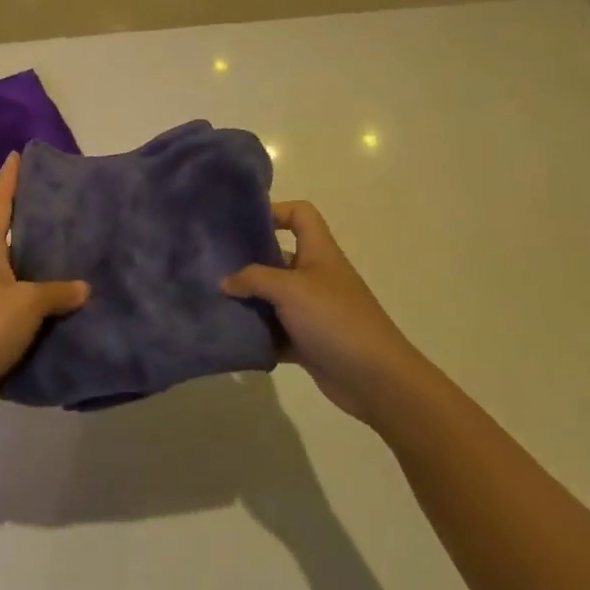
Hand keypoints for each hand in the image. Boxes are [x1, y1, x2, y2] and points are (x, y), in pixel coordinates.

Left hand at [0, 152, 88, 425]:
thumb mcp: (25, 302)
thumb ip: (56, 292)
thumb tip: (84, 287)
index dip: (9, 180)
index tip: (18, 154)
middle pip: (11, 235)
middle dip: (34, 219)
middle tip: (67, 204)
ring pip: (21, 274)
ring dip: (44, 265)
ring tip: (78, 252)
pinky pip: (25, 309)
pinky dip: (45, 304)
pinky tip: (70, 305)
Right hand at [220, 201, 411, 426]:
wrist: (376, 379)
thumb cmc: (335, 319)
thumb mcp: (290, 289)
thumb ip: (253, 279)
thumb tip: (225, 282)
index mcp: (318, 252)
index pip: (300, 214)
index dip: (275, 210)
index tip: (242, 224)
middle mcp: (315, 276)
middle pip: (277, 256)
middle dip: (247, 260)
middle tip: (212, 265)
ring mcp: (311, 310)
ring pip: (272, 297)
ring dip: (248, 301)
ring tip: (213, 301)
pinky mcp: (306, 341)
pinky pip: (274, 331)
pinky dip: (257, 333)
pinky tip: (231, 335)